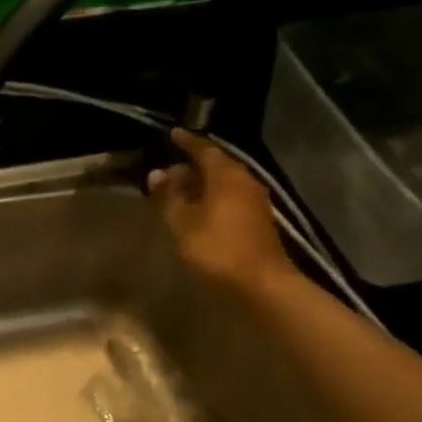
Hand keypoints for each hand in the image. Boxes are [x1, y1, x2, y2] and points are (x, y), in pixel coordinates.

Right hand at [148, 129, 296, 295]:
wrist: (263, 286)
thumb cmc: (218, 249)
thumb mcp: (183, 223)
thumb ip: (170, 196)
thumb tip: (158, 173)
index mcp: (226, 175)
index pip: (203, 149)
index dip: (186, 142)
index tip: (171, 135)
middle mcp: (244, 180)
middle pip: (216, 164)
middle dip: (192, 164)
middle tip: (169, 167)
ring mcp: (255, 201)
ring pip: (224, 182)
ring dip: (202, 182)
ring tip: (180, 189)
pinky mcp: (258, 220)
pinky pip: (231, 197)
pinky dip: (213, 196)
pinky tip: (198, 208)